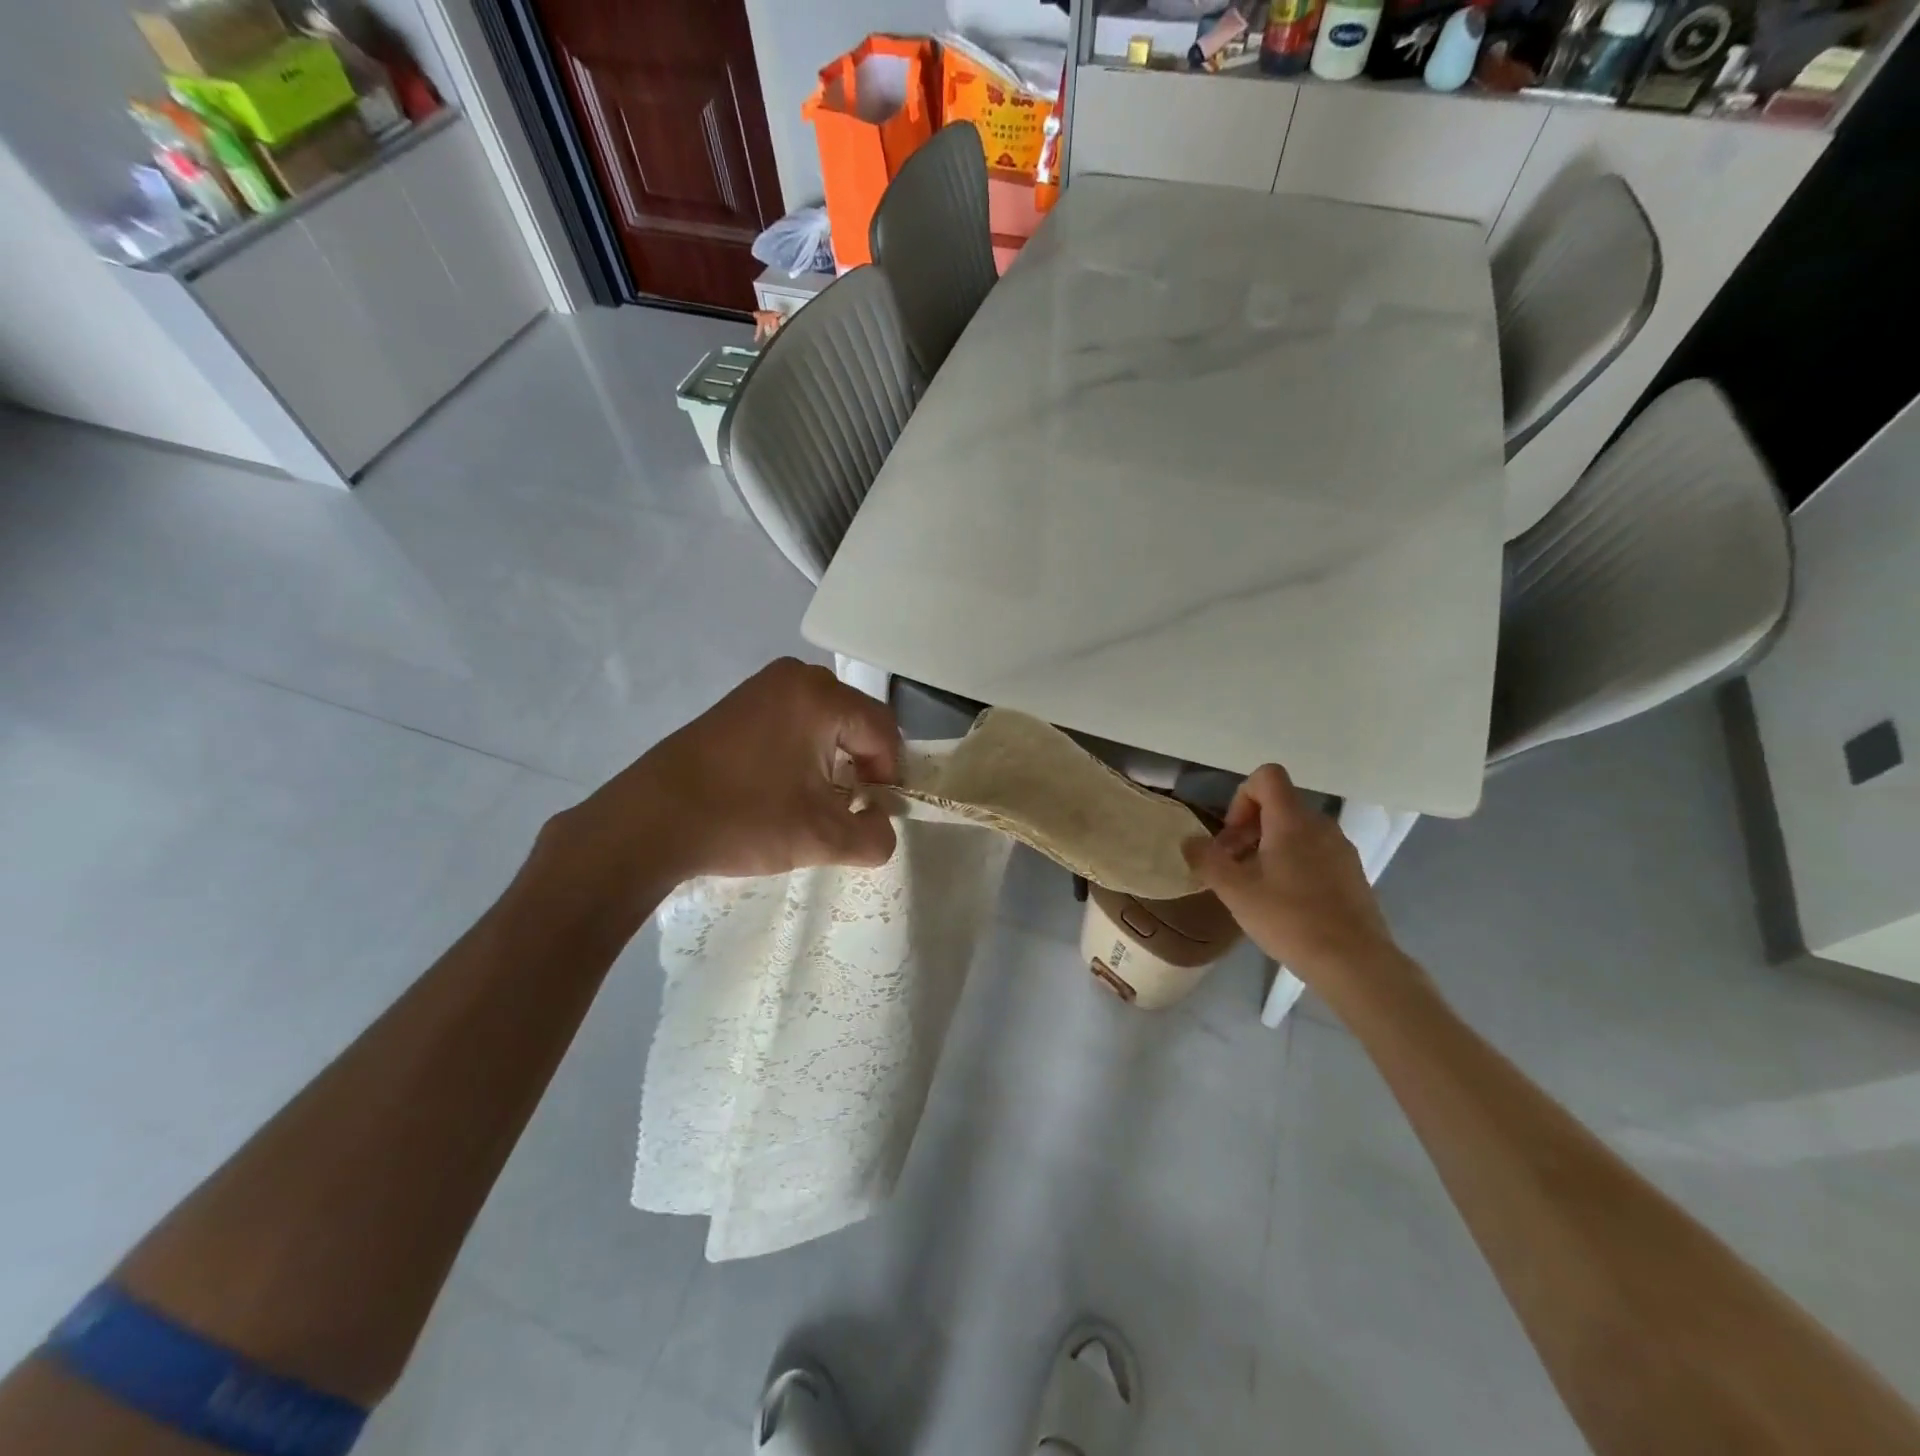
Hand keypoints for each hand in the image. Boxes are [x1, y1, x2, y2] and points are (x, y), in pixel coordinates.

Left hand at [536, 660, 902, 923]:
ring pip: (827, 720)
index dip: (888, 777)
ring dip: (833, 759)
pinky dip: (803, 750)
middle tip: (845, 808)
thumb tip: (882, 824)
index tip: (870, 814)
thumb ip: (875, 837)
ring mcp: (762, 686)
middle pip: (857, 721)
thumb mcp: (822, 839)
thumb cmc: (744, 819)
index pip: (884, 732)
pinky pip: (795, 719)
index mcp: (821, 697)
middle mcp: (796, 677)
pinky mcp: (739, 702)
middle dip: (861, 765)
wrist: (650, 820)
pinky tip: (782, 785)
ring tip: (814, 800)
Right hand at [1184, 765, 1398, 984]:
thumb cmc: (1290, 919)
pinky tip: (1284, 902)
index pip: (1267, 776)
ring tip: (1255, 886)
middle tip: (1232, 866)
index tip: (1232, 837)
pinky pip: (1315, 852)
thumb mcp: (1235, 892)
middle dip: (1248, 828)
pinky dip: (1293, 863)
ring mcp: (1341, 849)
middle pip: (1279, 805)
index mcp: (1292, 821)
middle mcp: (1321, 825)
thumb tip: (1189, 841)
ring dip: (1269, 847)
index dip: (1241, 797)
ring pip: (1296, 830)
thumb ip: (1207, 860)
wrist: (1355, 963)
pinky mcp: (1352, 873)